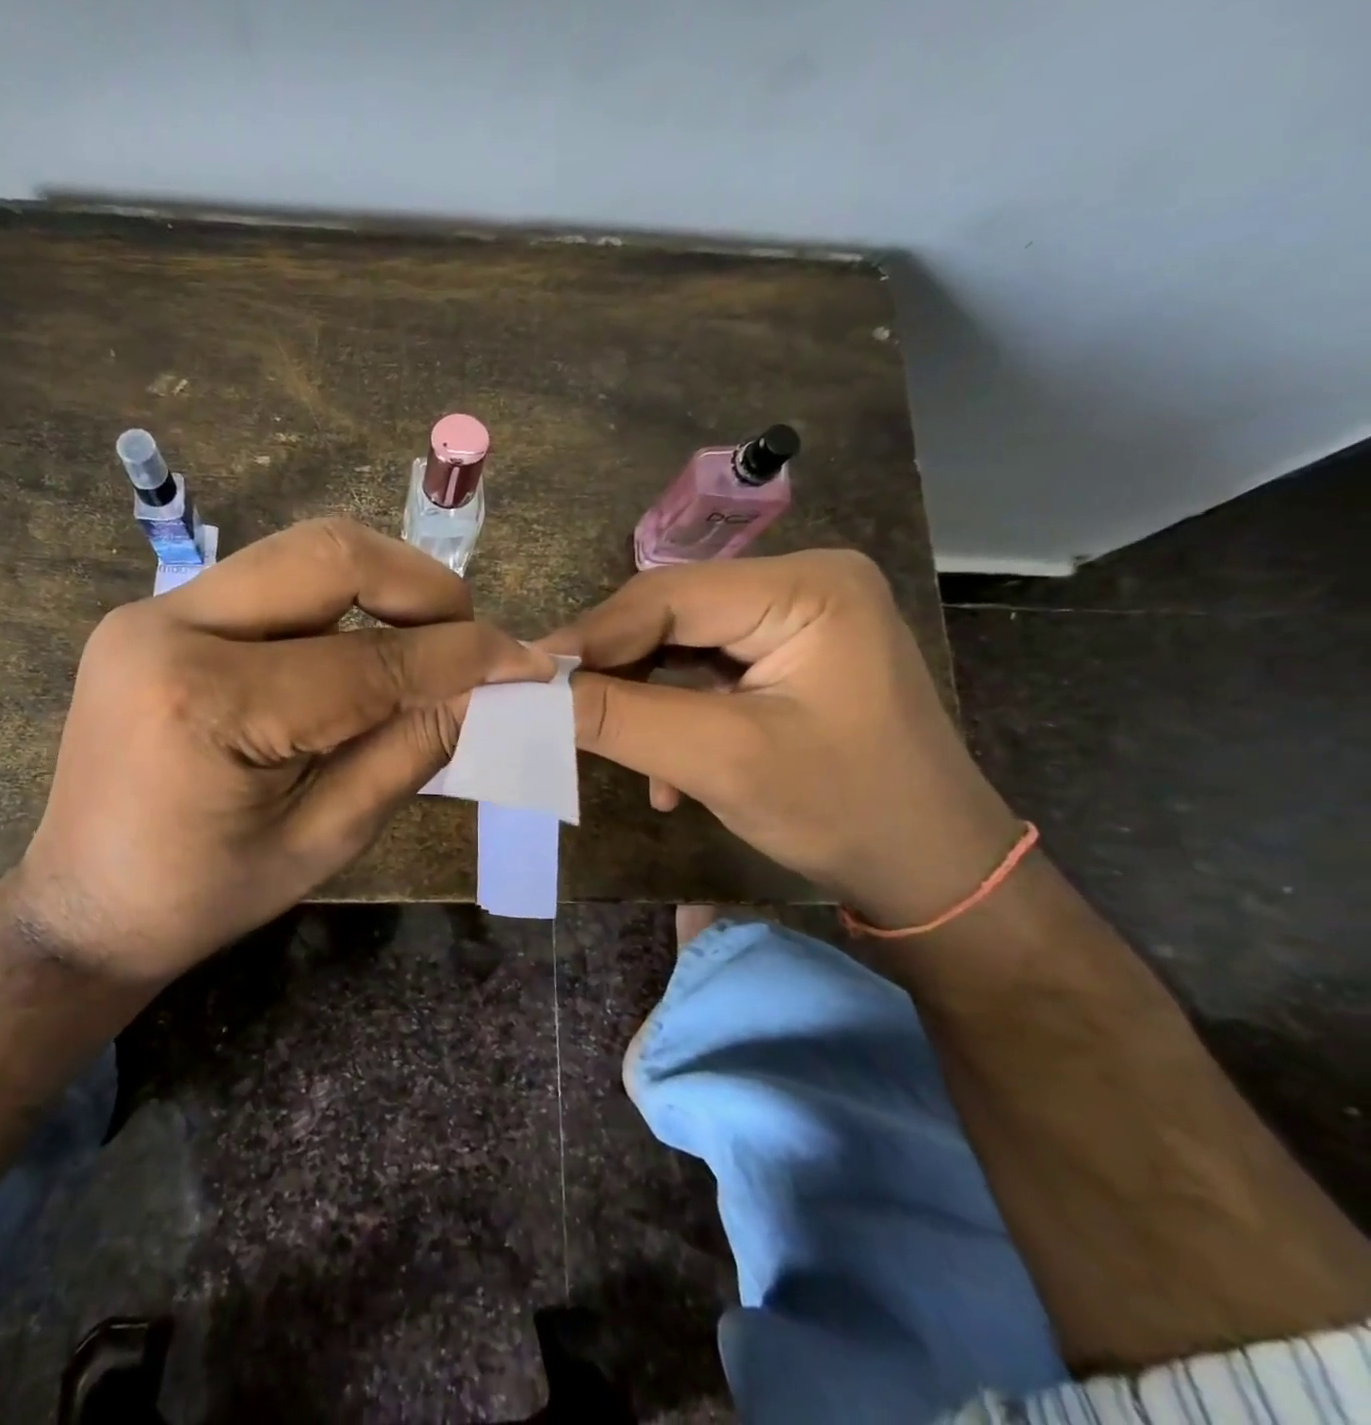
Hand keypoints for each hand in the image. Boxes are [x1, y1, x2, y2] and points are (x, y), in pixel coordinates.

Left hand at [12, 518, 550, 985]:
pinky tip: (359, 646)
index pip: (366, 660)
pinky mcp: (153, 614)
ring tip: (425, 640)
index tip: (523, 662)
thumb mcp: (321, 841)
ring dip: (379, 586)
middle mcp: (168, 627)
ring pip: (298, 555)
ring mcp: (151, 610)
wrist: (81, 905)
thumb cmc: (200, 897)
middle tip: (470, 635)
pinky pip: (268, 582)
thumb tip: (484, 690)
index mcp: (205, 703)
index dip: (459, 657)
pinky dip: (333, 603)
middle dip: (421, 586)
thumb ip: (407, 753)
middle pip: (328, 554)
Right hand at [543, 549, 1019, 927]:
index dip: (590, 637)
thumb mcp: (721, 761)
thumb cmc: (844, 811)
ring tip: (607, 746)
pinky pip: (704, 669)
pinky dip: (671, 712)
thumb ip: (619, 719)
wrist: (933, 874)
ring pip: (679, 643)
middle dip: (612, 669)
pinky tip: (667, 771)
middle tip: (556, 714)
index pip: (666, 595)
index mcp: (807, 586)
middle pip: (670, 614)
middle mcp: (803, 583)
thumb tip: (530, 693)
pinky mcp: (788, 656)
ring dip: (638, 697)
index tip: (525, 681)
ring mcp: (797, 619)